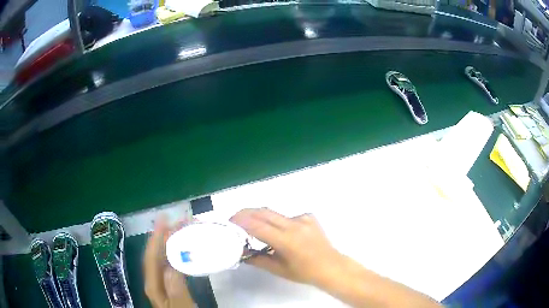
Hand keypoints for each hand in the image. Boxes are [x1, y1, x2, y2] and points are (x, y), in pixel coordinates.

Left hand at [143, 215, 194, 307]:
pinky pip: (171, 263)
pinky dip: (176, 252)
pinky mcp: (170, 283)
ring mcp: (162, 281)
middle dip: (164, 235)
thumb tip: (171, 266)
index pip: (151, 256)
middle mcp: (154, 279)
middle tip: (179, 221)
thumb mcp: (181, 306)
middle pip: (155, 253)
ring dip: (171, 241)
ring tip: (182, 229)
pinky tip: (184, 249)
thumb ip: (176, 289)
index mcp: (154, 284)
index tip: (164, 219)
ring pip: (163, 257)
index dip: (156, 237)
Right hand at [230, 208, 342, 285]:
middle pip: (264, 212)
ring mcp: (303, 218)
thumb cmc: (304, 272)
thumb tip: (241, 253)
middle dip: (246, 212)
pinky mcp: (309, 216)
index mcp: (287, 241)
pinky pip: (288, 216)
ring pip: (275, 213)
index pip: (258, 226)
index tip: (230, 221)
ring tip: (254, 227)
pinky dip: (279, 222)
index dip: (241, 221)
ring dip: (262, 217)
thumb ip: (258, 260)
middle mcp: (294, 225)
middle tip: (235, 218)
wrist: (331, 266)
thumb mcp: (278, 270)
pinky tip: (282, 232)